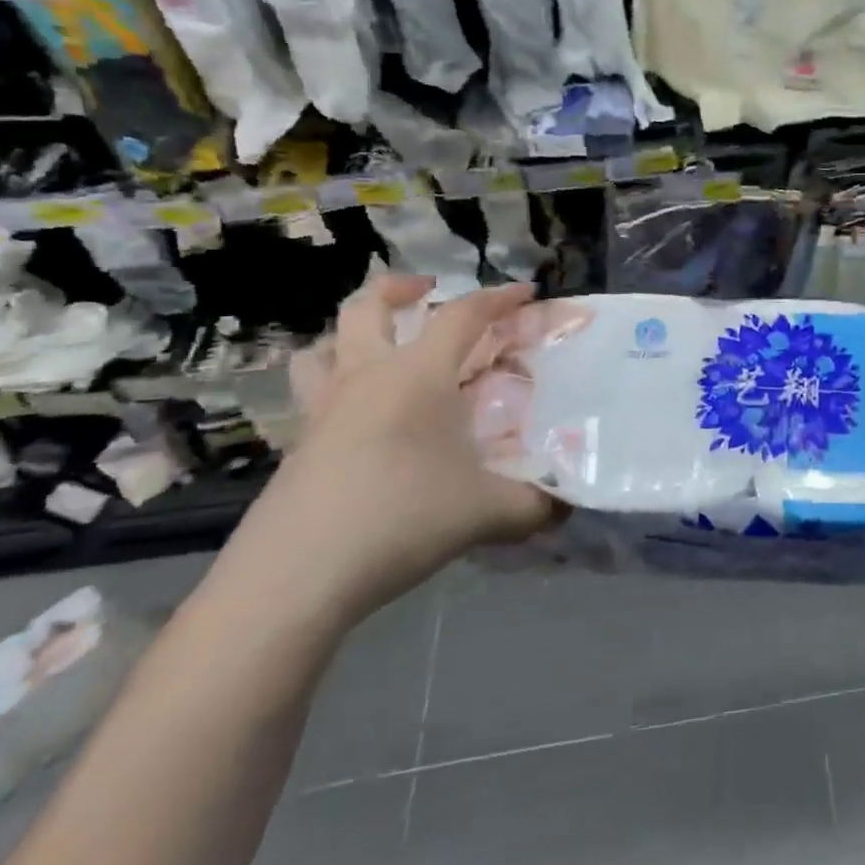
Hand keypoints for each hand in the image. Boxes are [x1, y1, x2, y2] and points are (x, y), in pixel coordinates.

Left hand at [220, 276, 560, 631]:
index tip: (526, 293)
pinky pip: (311, 394)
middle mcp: (366, 378)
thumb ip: (537, 505)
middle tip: (425, 293)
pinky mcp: (296, 447)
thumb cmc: (403, 518)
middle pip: (368, 307)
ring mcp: (323, 410)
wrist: (296, 575)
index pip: (462, 316)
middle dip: (399, 289)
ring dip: (350, 333)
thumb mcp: (490, 513)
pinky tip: (360, 421)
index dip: (498, 298)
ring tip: (379, 347)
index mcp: (418, 375)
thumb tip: (568, 507)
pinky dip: (334, 386)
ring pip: (322, 345)